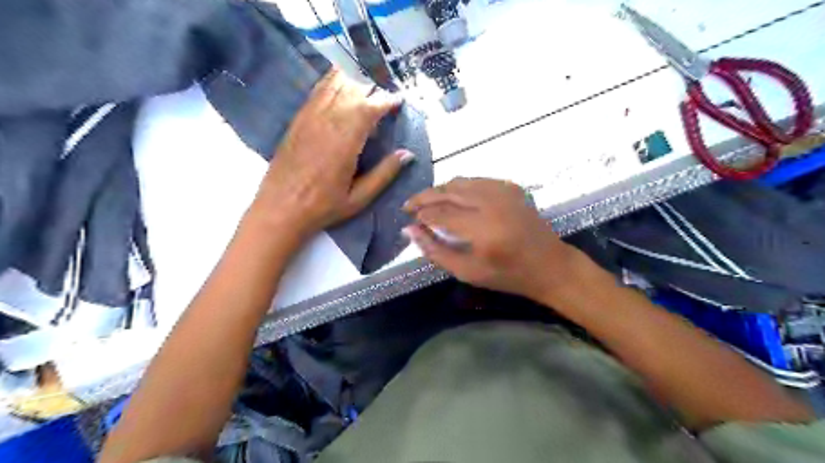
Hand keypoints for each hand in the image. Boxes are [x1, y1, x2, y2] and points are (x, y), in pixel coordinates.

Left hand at [245, 69, 412, 242]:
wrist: (280, 209)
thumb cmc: (323, 207)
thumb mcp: (359, 198)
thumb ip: (384, 174)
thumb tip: (407, 154)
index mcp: (345, 142)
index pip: (369, 108)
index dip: (387, 100)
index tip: (399, 101)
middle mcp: (327, 122)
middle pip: (353, 90)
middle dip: (373, 89)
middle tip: (386, 97)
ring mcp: (309, 117)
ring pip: (334, 84)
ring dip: (354, 80)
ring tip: (368, 87)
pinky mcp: (298, 119)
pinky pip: (318, 90)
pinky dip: (333, 82)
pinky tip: (342, 85)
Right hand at [405, 177, 585, 299]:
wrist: (549, 265)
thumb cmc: (507, 275)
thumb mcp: (467, 272)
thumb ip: (436, 250)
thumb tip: (410, 230)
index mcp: (483, 229)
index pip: (440, 213)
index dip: (421, 215)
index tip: (408, 220)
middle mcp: (492, 203)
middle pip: (448, 191)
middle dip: (424, 197)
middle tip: (409, 206)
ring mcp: (504, 191)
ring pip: (461, 181)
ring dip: (440, 190)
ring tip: (427, 201)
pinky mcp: (511, 187)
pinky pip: (477, 181)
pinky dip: (460, 187)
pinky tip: (453, 198)